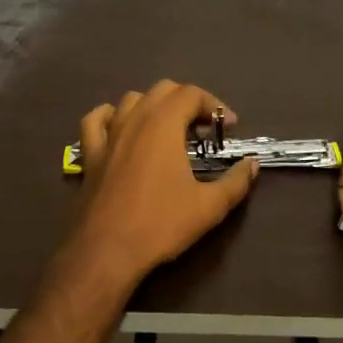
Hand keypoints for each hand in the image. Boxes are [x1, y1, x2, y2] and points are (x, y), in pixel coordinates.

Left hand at [63, 81, 259, 285]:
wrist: (106, 252)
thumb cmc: (161, 224)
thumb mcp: (210, 207)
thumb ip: (236, 182)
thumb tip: (252, 164)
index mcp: (163, 125)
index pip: (192, 94)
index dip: (214, 105)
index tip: (229, 128)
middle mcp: (135, 120)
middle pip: (163, 90)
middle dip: (188, 102)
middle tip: (204, 130)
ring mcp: (108, 135)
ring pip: (131, 100)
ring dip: (154, 105)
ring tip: (169, 129)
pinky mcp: (90, 154)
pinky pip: (96, 121)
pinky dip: (111, 116)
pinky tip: (120, 127)